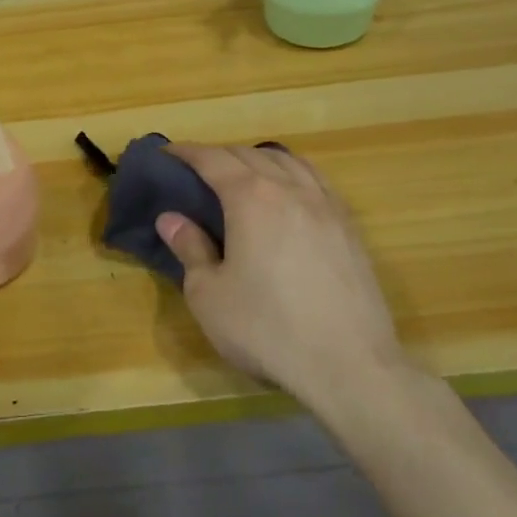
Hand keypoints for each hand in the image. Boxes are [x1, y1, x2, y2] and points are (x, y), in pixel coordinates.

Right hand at [158, 144, 415, 416]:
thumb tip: (171, 219)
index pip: (212, 159)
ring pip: (288, 163)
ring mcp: (326, 206)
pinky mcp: (350, 229)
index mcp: (250, 198)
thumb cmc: (266, 329)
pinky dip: (293, 174)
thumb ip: (190, 249)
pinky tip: (289, 195)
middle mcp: (290, 190)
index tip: (166, 154)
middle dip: (219, 155)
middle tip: (195, 171)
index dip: (186, 152)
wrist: (349, 365)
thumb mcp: (209, 295)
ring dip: (258, 159)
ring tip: (242, 174)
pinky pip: (316, 182)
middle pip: (250, 155)